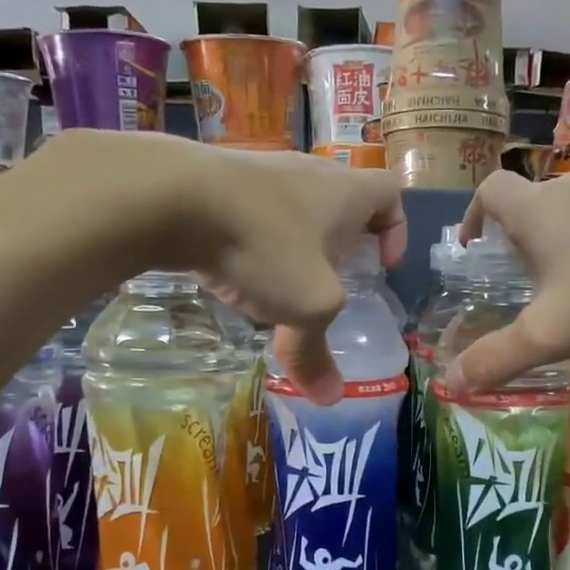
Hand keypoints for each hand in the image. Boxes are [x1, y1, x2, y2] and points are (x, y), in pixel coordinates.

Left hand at [149, 142, 406, 401]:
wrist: (172, 196)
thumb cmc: (265, 245)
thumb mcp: (305, 307)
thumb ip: (317, 354)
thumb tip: (329, 399)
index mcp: (346, 193)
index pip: (389, 194)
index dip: (396, 229)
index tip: (382, 266)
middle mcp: (309, 172)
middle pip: (341, 201)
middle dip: (342, 242)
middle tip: (333, 281)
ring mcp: (262, 170)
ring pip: (294, 207)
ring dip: (296, 243)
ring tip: (282, 285)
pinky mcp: (220, 180)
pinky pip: (253, 211)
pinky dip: (255, 240)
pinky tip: (237, 271)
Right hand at [445, 170, 569, 393]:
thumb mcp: (553, 333)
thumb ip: (499, 358)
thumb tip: (449, 383)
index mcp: (538, 211)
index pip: (490, 190)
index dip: (473, 214)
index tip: (473, 246)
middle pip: (535, 201)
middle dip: (521, 236)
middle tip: (525, 280)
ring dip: (567, 240)